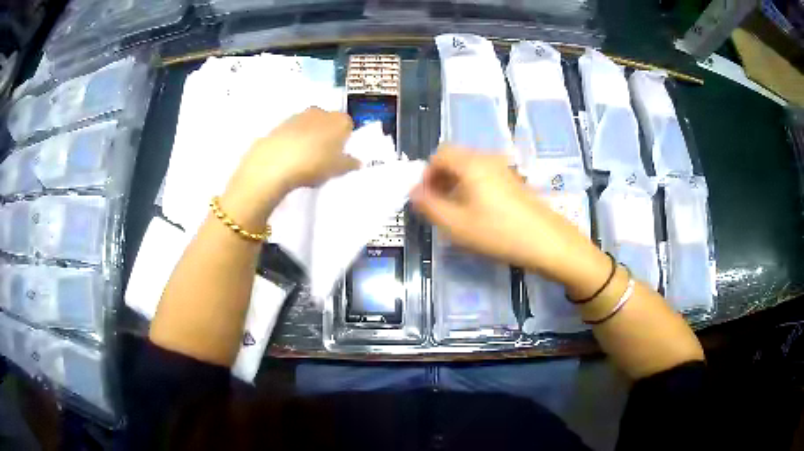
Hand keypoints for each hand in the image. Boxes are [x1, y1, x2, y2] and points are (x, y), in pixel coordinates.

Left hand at [220, 108, 359, 227]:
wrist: (275, 162)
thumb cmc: (315, 163)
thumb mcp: (338, 169)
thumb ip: (349, 163)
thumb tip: (357, 161)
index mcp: (340, 120)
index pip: (348, 125)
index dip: (345, 139)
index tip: (340, 154)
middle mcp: (320, 112)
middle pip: (327, 122)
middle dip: (327, 135)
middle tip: (324, 156)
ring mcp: (298, 116)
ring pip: (309, 125)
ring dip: (309, 137)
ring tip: (304, 160)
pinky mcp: (279, 124)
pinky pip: (292, 133)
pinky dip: (293, 142)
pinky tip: (290, 158)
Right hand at [410, 145, 607, 290]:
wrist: (547, 242)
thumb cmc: (498, 232)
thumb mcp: (456, 224)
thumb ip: (429, 206)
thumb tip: (413, 192)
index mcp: (471, 163)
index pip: (439, 154)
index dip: (426, 174)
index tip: (425, 198)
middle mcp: (488, 158)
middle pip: (455, 158)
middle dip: (440, 179)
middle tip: (437, 205)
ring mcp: (504, 169)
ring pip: (470, 168)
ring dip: (456, 184)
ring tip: (455, 211)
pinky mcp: (514, 181)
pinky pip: (485, 176)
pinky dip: (472, 187)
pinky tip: (477, 212)